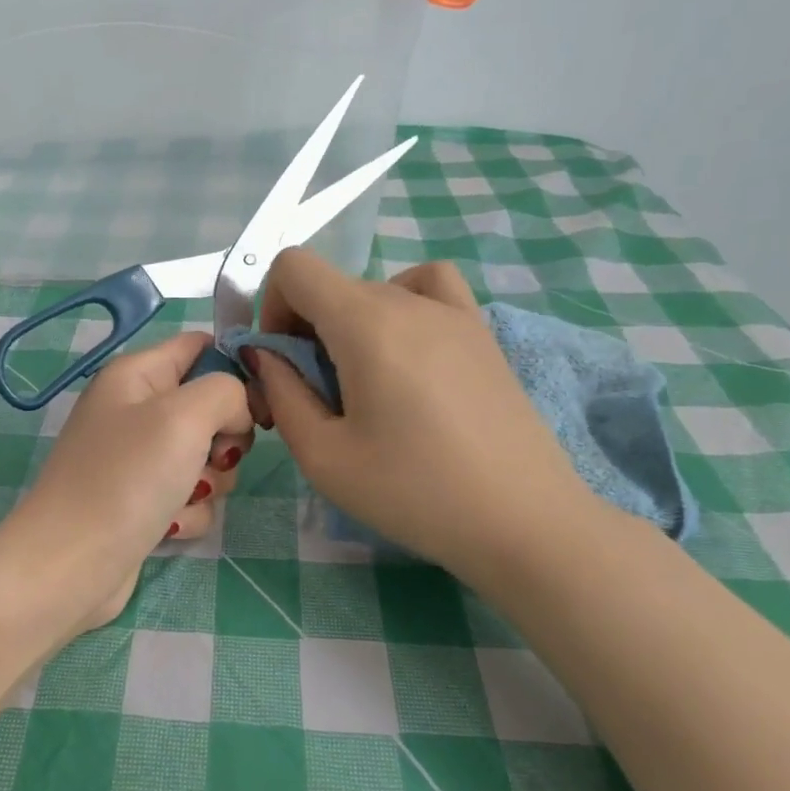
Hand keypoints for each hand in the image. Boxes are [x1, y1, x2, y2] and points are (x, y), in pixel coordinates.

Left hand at [6, 332, 253, 631]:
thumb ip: (226, 391)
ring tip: (183, 497)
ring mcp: (138, 460)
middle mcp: (135, 411)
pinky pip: (190, 497)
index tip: (259, 405)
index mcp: (136, 375)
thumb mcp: (183, 416)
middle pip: (210, 407)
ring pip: (207, 458)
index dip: (236, 369)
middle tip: (213, 457)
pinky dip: (188, 512)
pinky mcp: (143, 502)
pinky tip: (167, 527)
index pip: (200, 347)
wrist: (72, 565)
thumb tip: (237, 412)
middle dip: (224, 438)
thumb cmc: (126, 478)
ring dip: (208, 482)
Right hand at [244, 251, 599, 581]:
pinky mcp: (482, 333)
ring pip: (374, 292)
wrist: (523, 523)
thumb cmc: (414, 493)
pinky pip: (429, 289)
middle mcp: (409, 301)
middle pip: (332, 287)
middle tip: (315, 398)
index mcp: (365, 323)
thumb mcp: (323, 455)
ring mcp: (454, 312)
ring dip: (348, 324)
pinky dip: (401, 303)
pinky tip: (407, 351)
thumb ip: (281, 393)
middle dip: (304, 330)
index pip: (295, 267)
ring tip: (363, 380)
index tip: (281, 362)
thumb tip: (265, 354)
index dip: (270, 307)